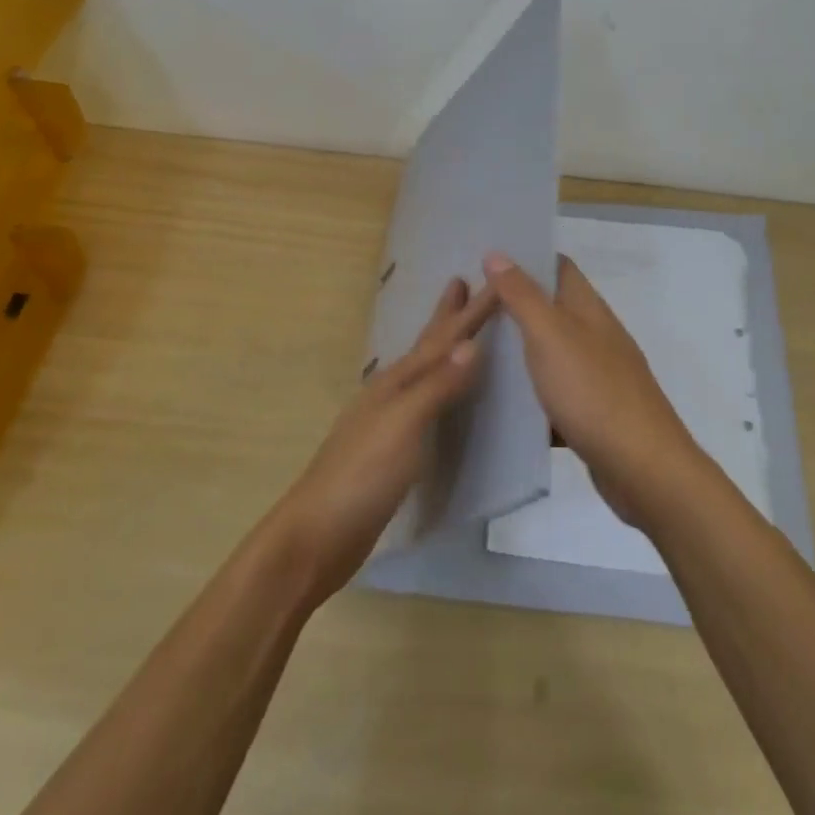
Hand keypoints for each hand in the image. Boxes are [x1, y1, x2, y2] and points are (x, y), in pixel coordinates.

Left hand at [271, 275, 497, 605]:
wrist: (318, 534)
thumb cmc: (362, 475)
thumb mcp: (404, 425)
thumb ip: (437, 386)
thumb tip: (471, 343)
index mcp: (396, 382)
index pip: (442, 340)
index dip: (469, 312)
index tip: (496, 281)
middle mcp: (392, 393)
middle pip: (426, 347)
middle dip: (446, 316)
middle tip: (461, 281)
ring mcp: (388, 421)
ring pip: (425, 373)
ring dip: (442, 348)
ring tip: (457, 332)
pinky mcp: (392, 450)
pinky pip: (425, 404)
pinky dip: (440, 388)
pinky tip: (442, 397)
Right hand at [483, 251, 705, 528]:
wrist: (643, 469)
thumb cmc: (594, 392)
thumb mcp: (550, 336)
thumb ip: (522, 295)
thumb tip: (497, 252)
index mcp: (588, 309)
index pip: (557, 266)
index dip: (525, 257)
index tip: (483, 260)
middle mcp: (596, 335)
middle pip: (551, 307)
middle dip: (513, 304)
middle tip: (465, 307)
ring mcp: (597, 375)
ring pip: (550, 350)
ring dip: (518, 347)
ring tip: (471, 348)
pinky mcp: (592, 412)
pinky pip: (554, 392)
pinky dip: (529, 391)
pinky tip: (499, 400)